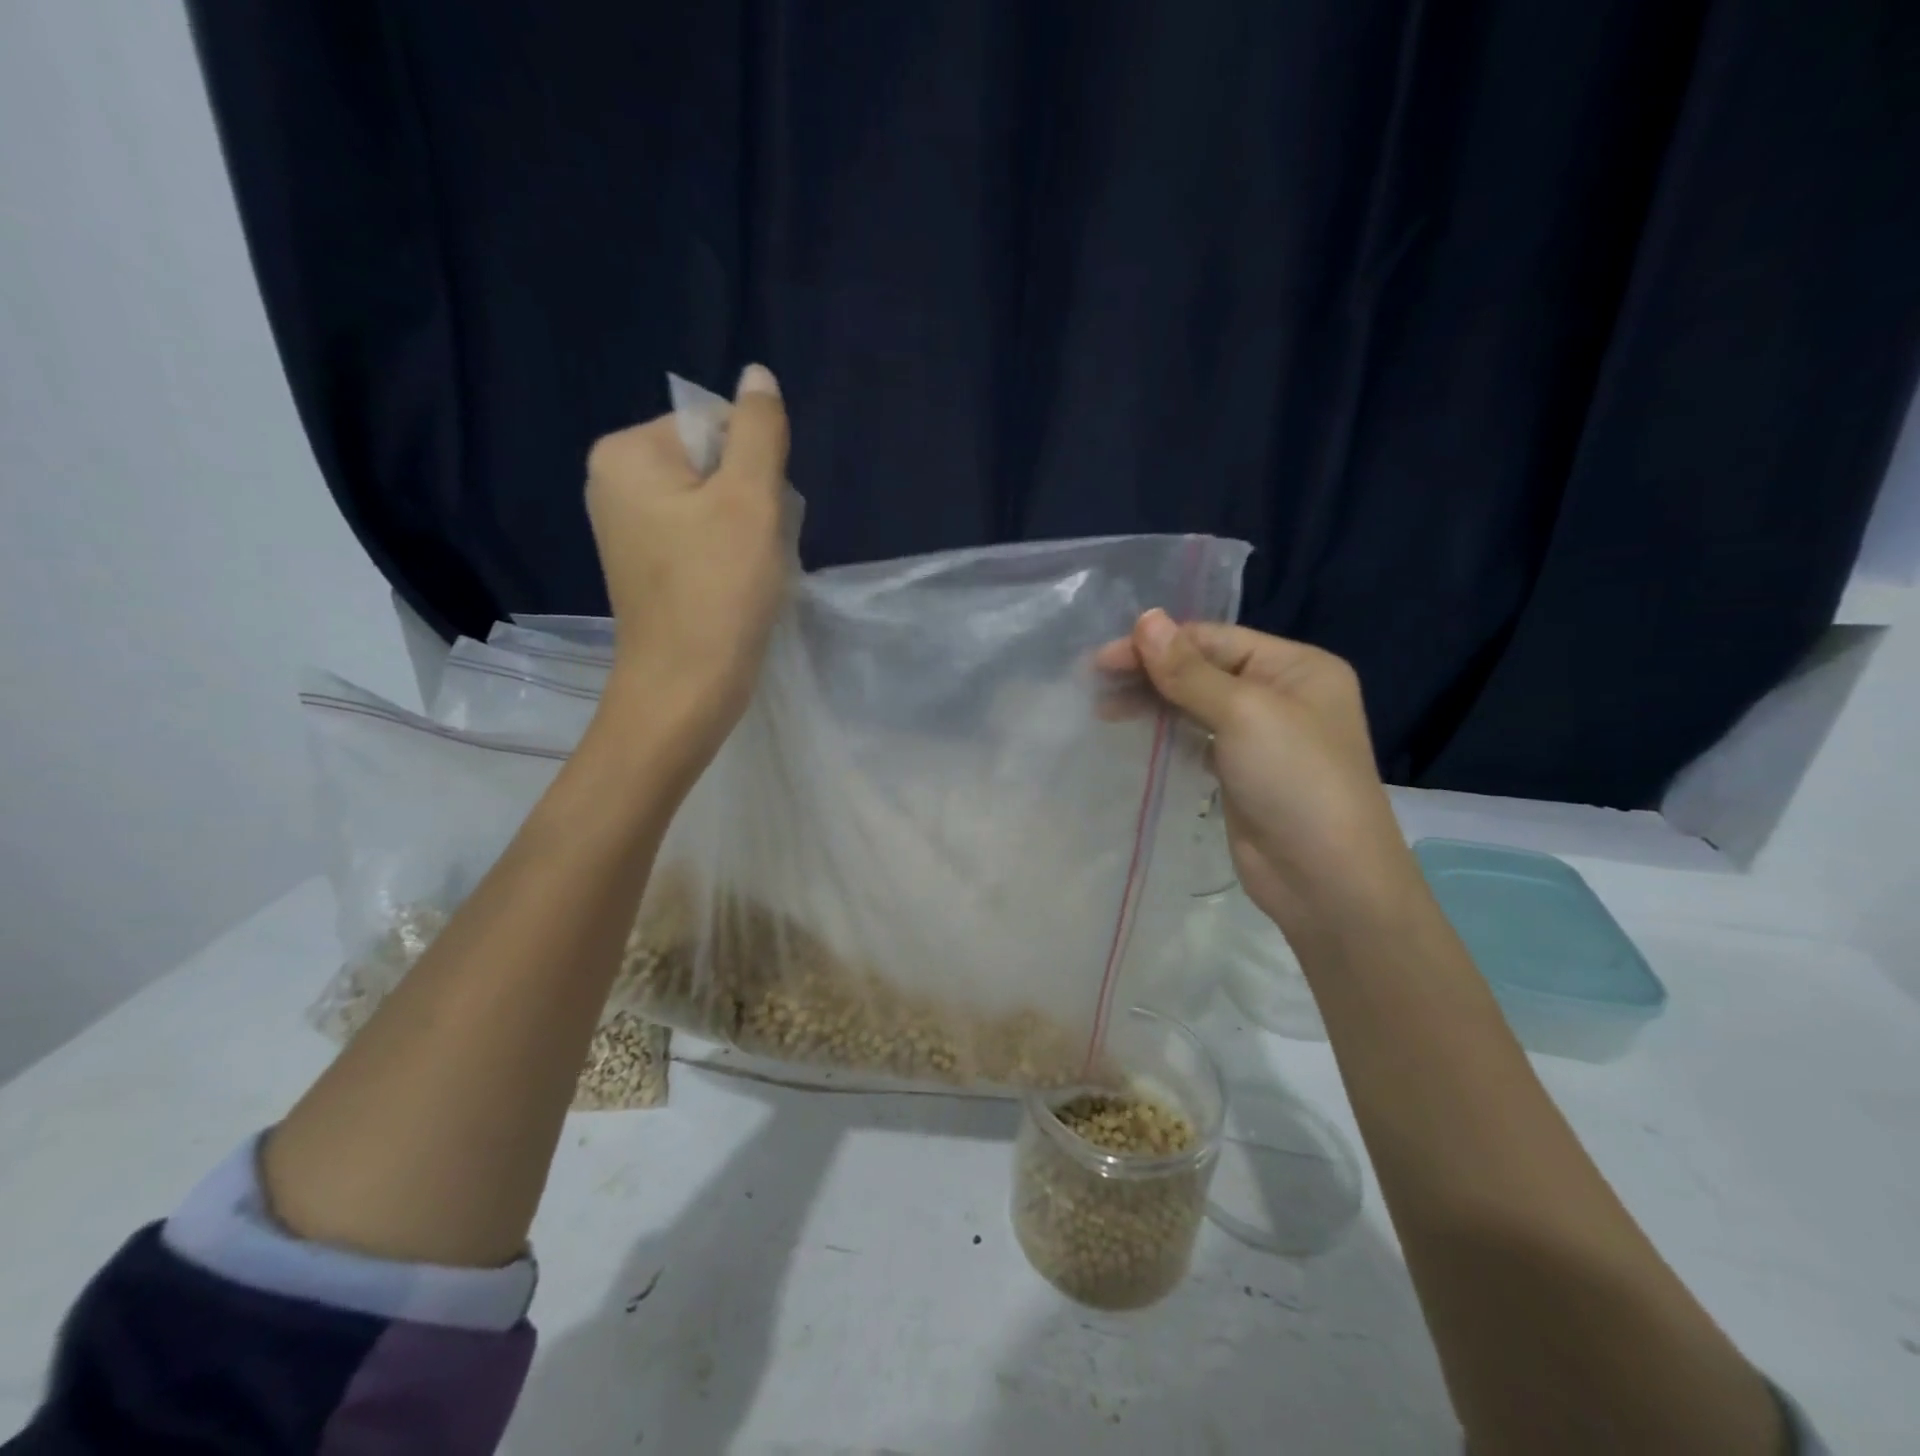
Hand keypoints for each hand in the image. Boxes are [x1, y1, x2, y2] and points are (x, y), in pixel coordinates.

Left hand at [584, 364, 789, 750]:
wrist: (686, 688)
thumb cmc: (718, 591)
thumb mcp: (751, 500)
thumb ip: (759, 431)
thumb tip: (758, 375)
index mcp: (626, 452)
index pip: (716, 424)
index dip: (754, 467)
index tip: (756, 518)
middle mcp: (614, 480)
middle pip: (714, 462)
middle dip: (749, 499)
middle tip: (753, 549)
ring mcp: (627, 526)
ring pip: (713, 502)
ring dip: (745, 529)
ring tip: (746, 570)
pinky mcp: (646, 563)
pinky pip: (699, 535)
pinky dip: (727, 553)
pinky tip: (734, 585)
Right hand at [1097, 610, 1417, 943]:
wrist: (1326, 879)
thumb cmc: (1294, 780)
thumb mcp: (1244, 713)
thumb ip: (1188, 670)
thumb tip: (1146, 618)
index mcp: (1297, 666)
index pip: (1215, 639)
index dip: (1159, 643)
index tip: (1104, 657)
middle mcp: (1282, 693)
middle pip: (1204, 668)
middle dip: (1151, 671)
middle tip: (1095, 680)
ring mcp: (1262, 735)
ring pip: (1197, 703)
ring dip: (1153, 701)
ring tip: (1103, 706)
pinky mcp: (1241, 772)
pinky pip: (1197, 737)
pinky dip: (1167, 731)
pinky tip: (1135, 730)